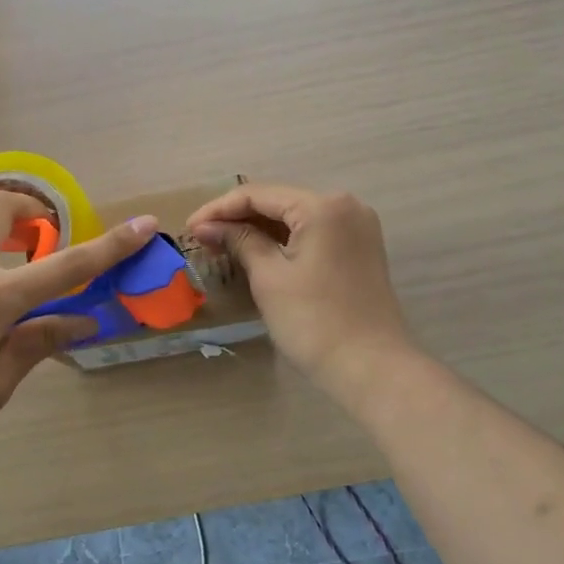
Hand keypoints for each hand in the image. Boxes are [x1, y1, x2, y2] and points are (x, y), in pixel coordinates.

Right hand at [187, 184, 412, 400]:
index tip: (189, 228)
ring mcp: (357, 227)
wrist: (373, 369)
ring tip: (222, 244)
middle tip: (202, 237)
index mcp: (323, 206)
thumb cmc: (315, 322)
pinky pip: (313, 232)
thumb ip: (239, 241)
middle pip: (279, 201)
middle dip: (239, 217)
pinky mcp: (360, 248)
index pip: (259, 194)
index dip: (219, 209)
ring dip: (260, 228)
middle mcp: (345, 205)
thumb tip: (207, 226)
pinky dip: (284, 240)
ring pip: (296, 217)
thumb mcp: (269, 278)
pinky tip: (257, 251)